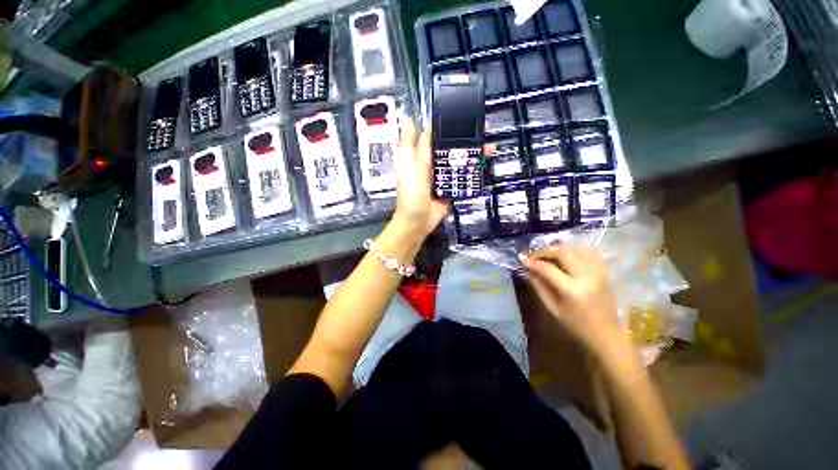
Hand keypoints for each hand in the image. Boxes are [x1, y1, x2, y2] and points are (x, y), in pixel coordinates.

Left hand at [392, 119, 494, 240]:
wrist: (419, 222)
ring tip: (489, 145)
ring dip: (474, 151)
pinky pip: (464, 174)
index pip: (433, 134)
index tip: (460, 112)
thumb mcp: (413, 169)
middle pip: (450, 144)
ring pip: (459, 158)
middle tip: (484, 128)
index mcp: (419, 155)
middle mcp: (432, 162)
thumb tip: (422, 126)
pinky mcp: (452, 185)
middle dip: (466, 136)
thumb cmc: (411, 195)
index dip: (445, 123)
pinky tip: (486, 162)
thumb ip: (419, 150)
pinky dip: (475, 168)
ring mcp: (443, 174)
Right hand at [523, 243, 627, 358]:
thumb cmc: (576, 325)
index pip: (547, 268)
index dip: (532, 262)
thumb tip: (528, 270)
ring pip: (576, 247)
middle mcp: (586, 276)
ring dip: (559, 247)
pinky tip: (566, 253)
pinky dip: (575, 248)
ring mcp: (597, 272)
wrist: (606, 334)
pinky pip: (590, 251)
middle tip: (534, 256)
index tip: (522, 260)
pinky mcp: (604, 272)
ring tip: (548, 254)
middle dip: (544, 251)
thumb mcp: (552, 308)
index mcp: (571, 290)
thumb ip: (539, 286)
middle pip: (562, 252)